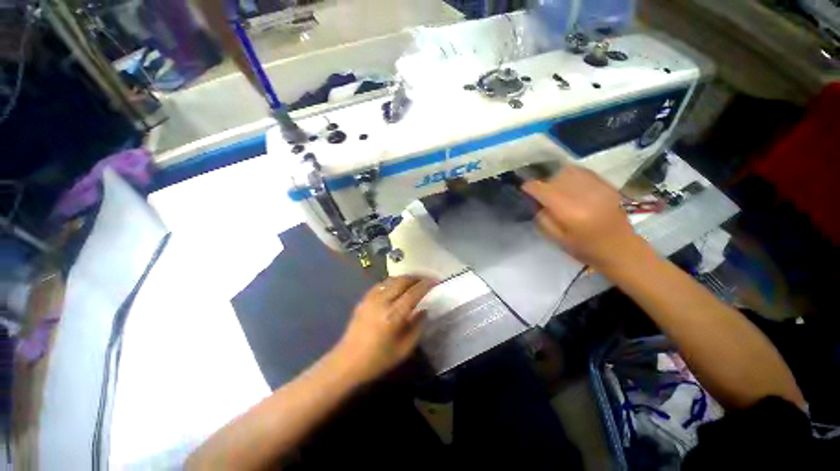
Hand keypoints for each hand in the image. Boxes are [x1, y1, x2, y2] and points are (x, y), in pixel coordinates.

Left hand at [334, 276, 436, 383]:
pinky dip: (392, 281)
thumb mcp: (404, 349)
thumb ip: (418, 326)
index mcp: (393, 315)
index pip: (414, 292)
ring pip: (392, 279)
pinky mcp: (364, 299)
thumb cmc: (378, 359)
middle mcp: (382, 301)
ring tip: (414, 280)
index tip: (436, 281)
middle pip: (402, 280)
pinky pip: (381, 284)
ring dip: (405, 277)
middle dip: (417, 277)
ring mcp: (371, 298)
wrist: (347, 362)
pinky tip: (397, 286)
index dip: (426, 284)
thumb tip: (424, 310)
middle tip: (427, 278)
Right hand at [522, 165, 645, 270]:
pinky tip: (568, 183)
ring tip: (552, 185)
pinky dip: (570, 174)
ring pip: (568, 170)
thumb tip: (534, 201)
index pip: (543, 189)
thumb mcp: (556, 239)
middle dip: (542, 181)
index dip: (529, 187)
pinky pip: (582, 171)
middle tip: (538, 191)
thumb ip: (542, 218)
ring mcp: (597, 187)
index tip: (523, 189)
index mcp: (569, 211)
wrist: (621, 249)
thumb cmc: (585, 249)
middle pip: (554, 176)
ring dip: (556, 176)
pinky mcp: (606, 184)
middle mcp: (582, 194)